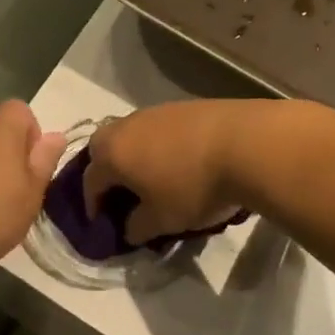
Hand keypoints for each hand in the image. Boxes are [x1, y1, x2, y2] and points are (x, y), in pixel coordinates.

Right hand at [81, 100, 252, 245]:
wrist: (244, 144)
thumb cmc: (193, 186)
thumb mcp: (162, 220)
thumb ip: (137, 227)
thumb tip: (128, 228)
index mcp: (111, 154)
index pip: (90, 181)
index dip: (92, 204)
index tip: (101, 221)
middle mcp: (125, 126)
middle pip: (103, 148)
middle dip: (106, 171)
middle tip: (120, 193)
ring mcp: (154, 112)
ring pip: (130, 135)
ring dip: (133, 155)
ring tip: (151, 177)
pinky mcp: (181, 106)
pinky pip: (157, 129)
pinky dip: (158, 145)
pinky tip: (178, 161)